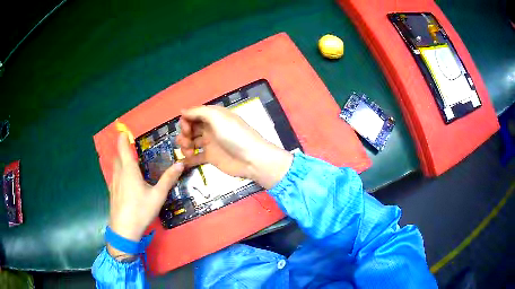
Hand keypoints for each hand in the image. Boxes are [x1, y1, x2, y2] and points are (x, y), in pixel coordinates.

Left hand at [107, 133, 183, 256]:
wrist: (124, 229)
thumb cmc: (140, 210)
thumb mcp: (158, 195)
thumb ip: (168, 179)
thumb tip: (181, 163)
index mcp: (129, 170)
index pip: (122, 147)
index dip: (122, 137)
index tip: (124, 130)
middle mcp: (119, 173)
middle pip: (118, 156)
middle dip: (123, 150)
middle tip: (132, 150)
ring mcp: (113, 183)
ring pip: (115, 166)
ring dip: (120, 161)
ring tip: (130, 164)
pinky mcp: (112, 192)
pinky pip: (114, 176)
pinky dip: (119, 172)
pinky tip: (126, 182)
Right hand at [176, 106, 292, 188]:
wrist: (251, 159)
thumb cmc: (235, 135)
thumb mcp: (217, 117)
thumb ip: (199, 112)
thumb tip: (182, 111)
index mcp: (213, 116)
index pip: (193, 115)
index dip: (186, 121)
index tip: (186, 128)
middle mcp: (210, 128)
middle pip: (189, 128)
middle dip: (184, 134)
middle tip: (187, 141)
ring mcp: (209, 143)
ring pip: (190, 142)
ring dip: (184, 146)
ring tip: (189, 152)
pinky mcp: (210, 158)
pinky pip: (194, 157)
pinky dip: (187, 159)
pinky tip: (183, 161)